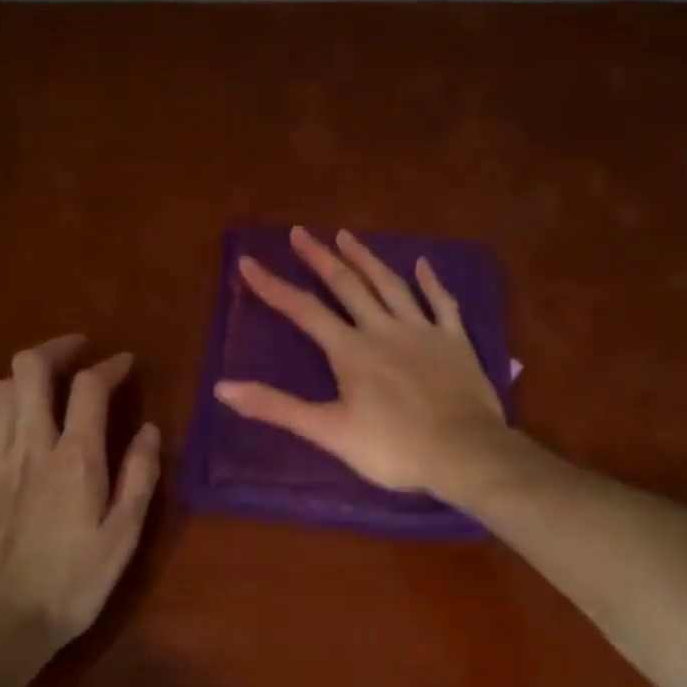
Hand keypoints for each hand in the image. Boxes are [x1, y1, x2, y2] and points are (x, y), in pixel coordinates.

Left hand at [0, 335, 160, 660]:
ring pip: (0, 392)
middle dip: (56, 349)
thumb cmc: (72, 584)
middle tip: (77, 353)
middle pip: (30, 369)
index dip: (109, 365)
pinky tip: (0, 424)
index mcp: (76, 458)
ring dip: (25, 379)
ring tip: (46, 388)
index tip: (124, 363)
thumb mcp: (123, 536)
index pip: (90, 387)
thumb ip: (139, 476)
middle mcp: (30, 446)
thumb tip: (150, 429)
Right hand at [214, 227, 507, 494]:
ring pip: (391, 285)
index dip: (273, 286)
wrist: (464, 453)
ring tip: (347, 235)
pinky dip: (431, 282)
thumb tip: (223, 388)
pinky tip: (423, 264)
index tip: (248, 261)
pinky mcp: (455, 341)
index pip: (303, 310)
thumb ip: (277, 407)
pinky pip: (442, 303)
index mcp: (351, 350)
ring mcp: (423, 331)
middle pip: (347, 285)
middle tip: (300, 233)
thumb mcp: (328, 432)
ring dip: (367, 259)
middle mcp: (383, 329)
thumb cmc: (393, 448)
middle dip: (320, 258)